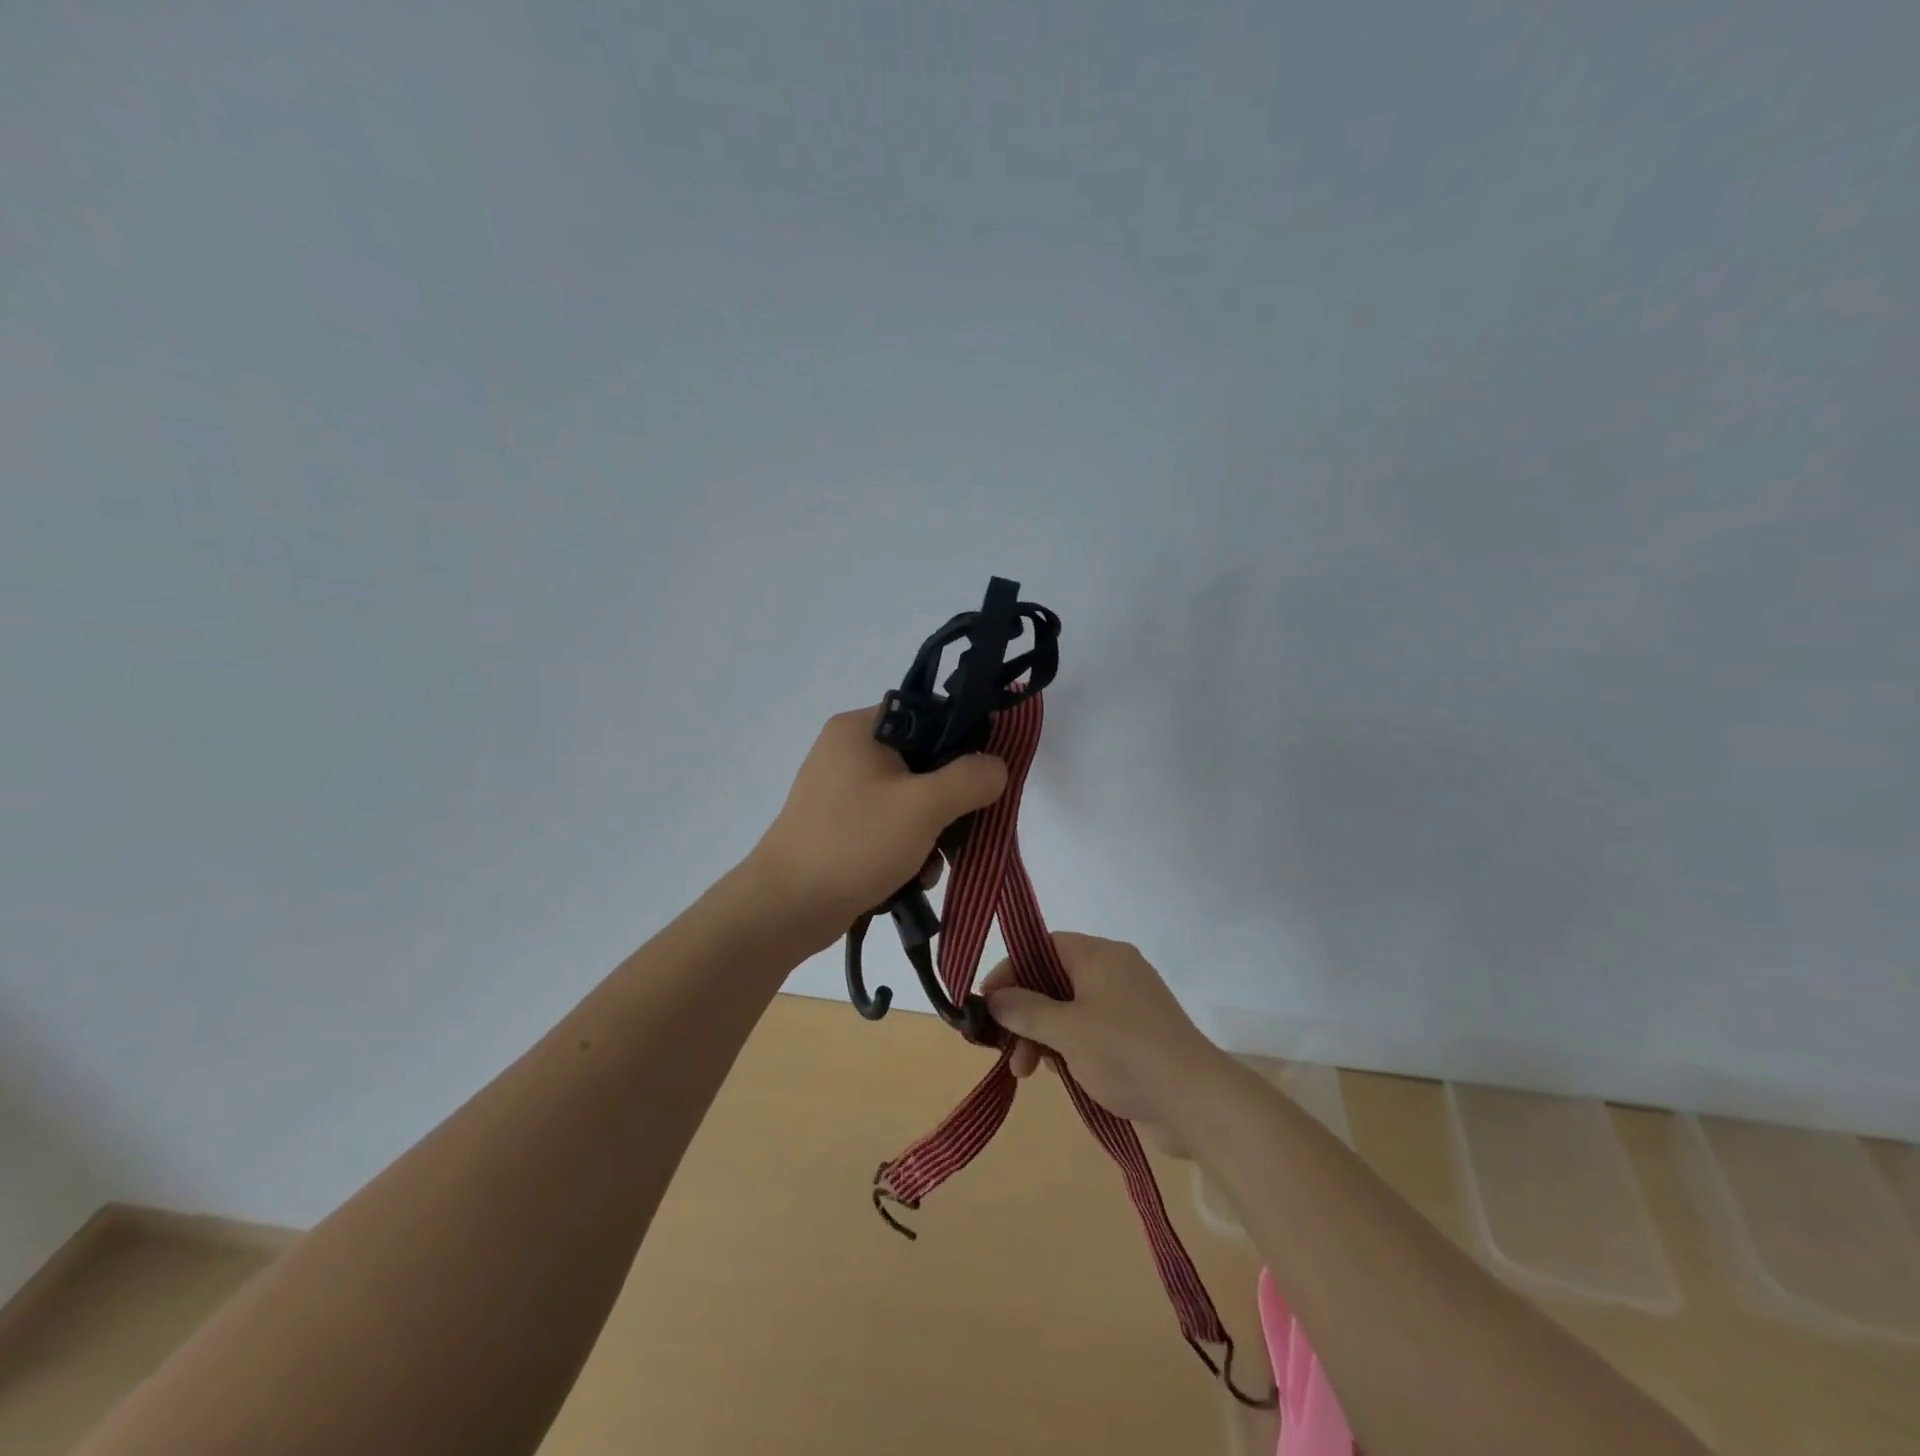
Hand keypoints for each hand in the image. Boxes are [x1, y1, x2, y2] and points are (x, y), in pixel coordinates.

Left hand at [747, 705, 1007, 949]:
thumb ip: (971, 779)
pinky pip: (890, 825)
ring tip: (928, 868)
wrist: (785, 908)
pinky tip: (911, 880)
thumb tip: (997, 766)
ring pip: (911, 799)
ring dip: (931, 834)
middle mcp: (849, 750)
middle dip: (949, 803)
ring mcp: (842, 790)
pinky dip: (907, 849)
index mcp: (862, 728)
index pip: (931, 716)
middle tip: (961, 833)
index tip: (984, 780)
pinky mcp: (840, 825)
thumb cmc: (854, 844)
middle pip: (924, 762)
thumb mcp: (924, 806)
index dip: (965, 744)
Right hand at [978, 932, 1229, 1154]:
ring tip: (1027, 1073)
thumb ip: (1025, 1011)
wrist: (1196, 1101)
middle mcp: (1114, 971)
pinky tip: (1058, 1074)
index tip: (987, 1002)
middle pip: (1053, 979)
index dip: (1011, 970)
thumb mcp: (1066, 1030)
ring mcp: (1127, 1004)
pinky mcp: (1137, 1035)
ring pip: (1069, 1010)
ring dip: (1043, 1036)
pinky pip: (1090, 1031)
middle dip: (1024, 1014)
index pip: (1042, 946)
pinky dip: (1068, 1047)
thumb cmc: (1125, 1053)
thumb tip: (995, 998)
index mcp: (1099, 955)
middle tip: (1003, 1048)